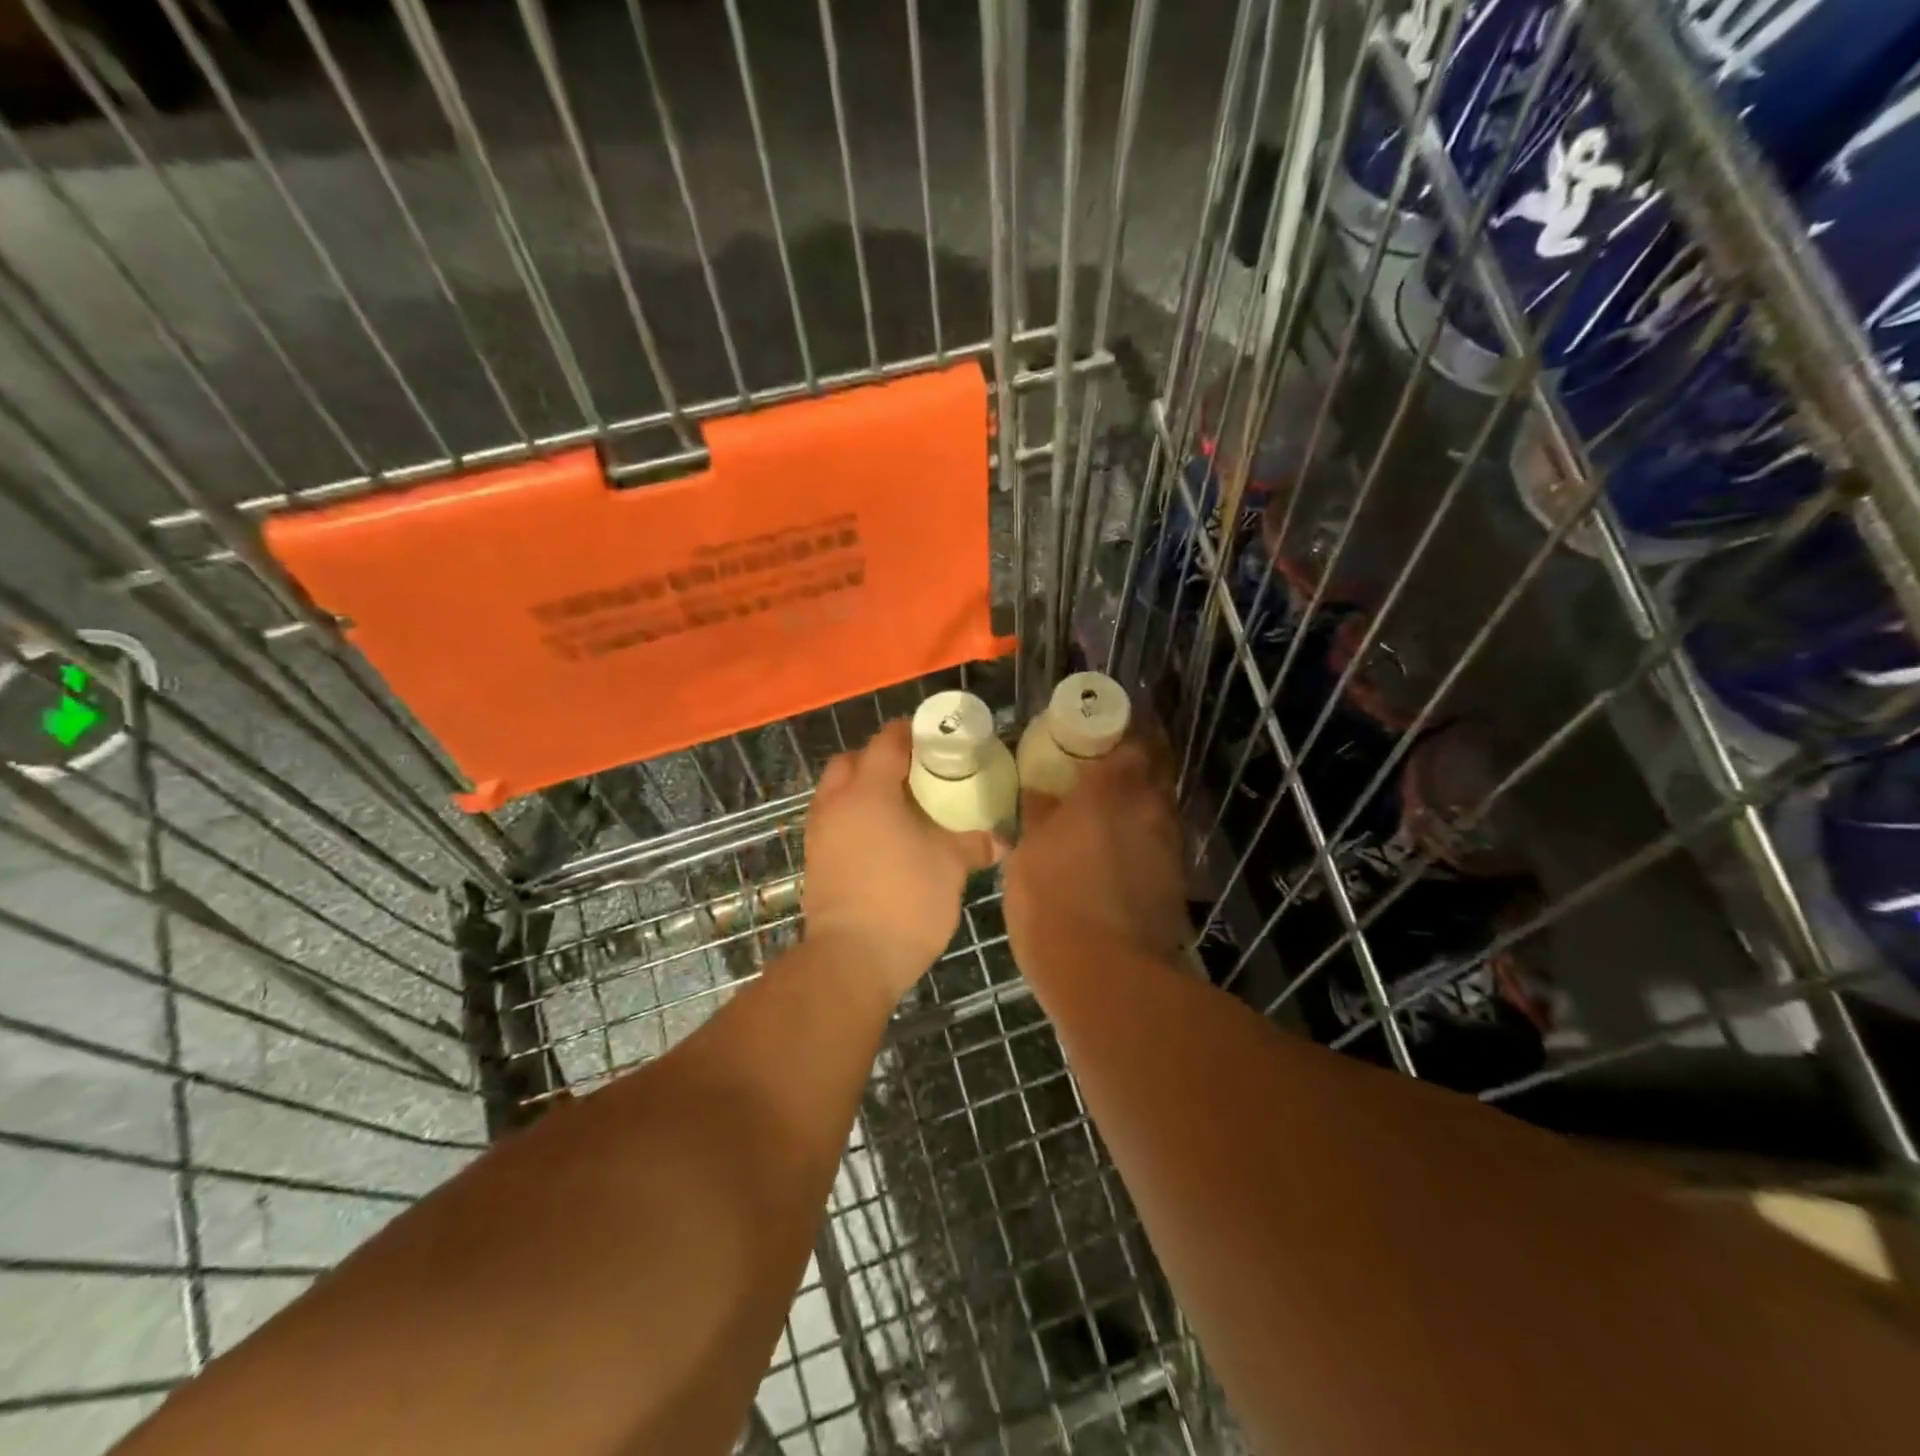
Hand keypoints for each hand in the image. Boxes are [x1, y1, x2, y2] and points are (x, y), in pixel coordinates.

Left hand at [803, 720, 998, 1000]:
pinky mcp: (814, 861)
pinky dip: (851, 816)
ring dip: (860, 787)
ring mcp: (819, 833)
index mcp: (869, 791)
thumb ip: (973, 844)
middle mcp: (836, 803)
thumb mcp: (950, 867)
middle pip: (850, 761)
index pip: (885, 743)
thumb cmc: (906, 899)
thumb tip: (1002, 841)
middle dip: (876, 757)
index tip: (930, 736)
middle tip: (911, 771)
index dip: (908, 733)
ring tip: (896, 805)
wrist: (852, 958)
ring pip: (835, 791)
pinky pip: (831, 821)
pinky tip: (879, 838)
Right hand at [1003, 730, 1189, 971]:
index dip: (1124, 726)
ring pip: (1162, 804)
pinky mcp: (1176, 880)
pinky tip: (1120, 846)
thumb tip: (1041, 791)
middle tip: (1110, 757)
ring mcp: (1170, 845)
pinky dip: (1144, 832)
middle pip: (1158, 766)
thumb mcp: (1028, 852)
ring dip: (1143, 795)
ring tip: (1112, 802)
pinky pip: (1161, 839)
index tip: (1106, 724)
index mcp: (1114, 789)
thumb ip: (1039, 813)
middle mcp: (1152, 807)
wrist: (1106, 975)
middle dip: (1140, 755)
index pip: (1135, 738)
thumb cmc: (1053, 900)